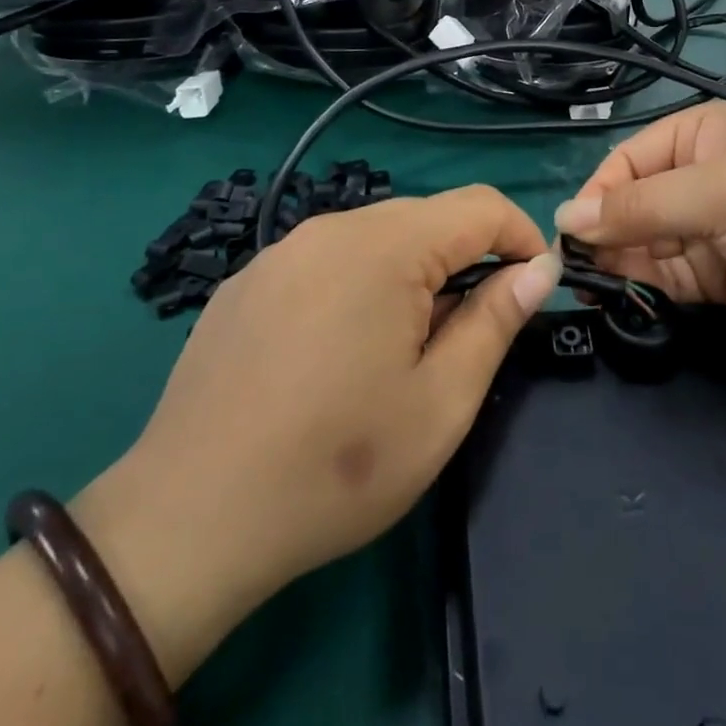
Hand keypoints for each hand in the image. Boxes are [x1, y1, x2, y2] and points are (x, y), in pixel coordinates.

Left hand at [81, 187, 556, 672]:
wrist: (187, 519)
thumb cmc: (335, 466)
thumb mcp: (441, 403)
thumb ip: (496, 321)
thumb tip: (538, 268)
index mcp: (385, 246)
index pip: (480, 205)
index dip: (522, 236)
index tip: (535, 287)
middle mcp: (331, 227)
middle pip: (426, 218)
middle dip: (465, 261)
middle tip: (466, 337)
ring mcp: (282, 250)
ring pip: (375, 238)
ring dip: (411, 275)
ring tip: (401, 351)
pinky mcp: (248, 280)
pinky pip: (326, 260)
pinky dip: (358, 285)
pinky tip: (335, 354)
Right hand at [556, 102, 725, 356]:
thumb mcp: (720, 192)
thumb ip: (641, 207)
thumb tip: (566, 218)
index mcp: (702, 136)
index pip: (629, 159)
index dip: (599, 193)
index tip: (571, 233)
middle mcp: (701, 178)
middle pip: (633, 202)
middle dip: (606, 231)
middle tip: (573, 269)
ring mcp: (710, 230)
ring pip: (645, 243)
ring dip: (619, 262)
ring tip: (590, 287)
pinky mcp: (719, 277)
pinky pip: (667, 277)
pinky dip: (644, 287)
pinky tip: (621, 298)